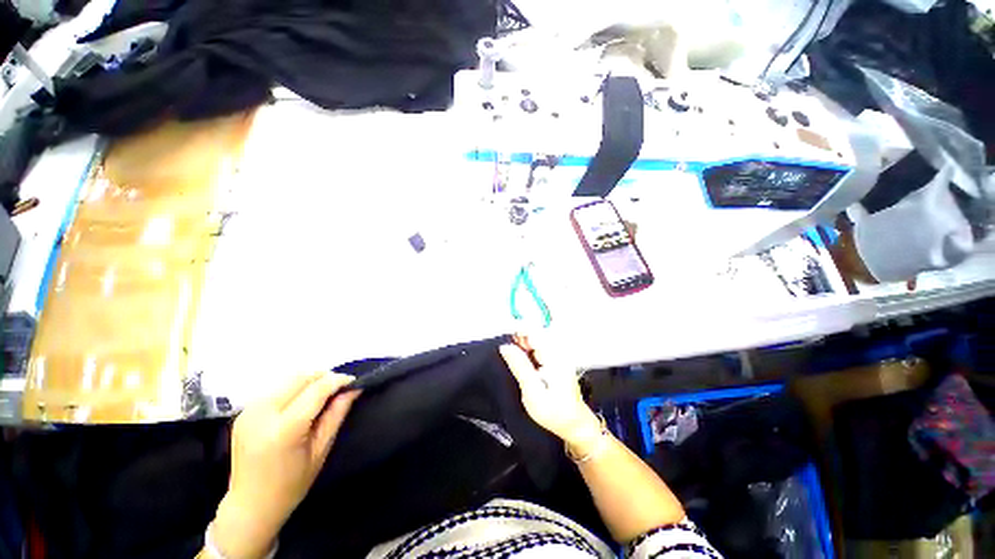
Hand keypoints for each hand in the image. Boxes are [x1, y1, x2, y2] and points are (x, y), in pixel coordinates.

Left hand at [212, 373, 360, 558]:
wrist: (249, 506)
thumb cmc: (291, 485)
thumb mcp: (320, 451)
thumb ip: (336, 415)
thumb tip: (353, 389)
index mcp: (283, 430)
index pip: (316, 390)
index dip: (338, 381)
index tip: (354, 381)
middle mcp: (262, 414)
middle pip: (300, 378)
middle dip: (324, 377)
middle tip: (339, 388)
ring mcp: (249, 411)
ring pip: (288, 379)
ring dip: (310, 380)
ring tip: (323, 394)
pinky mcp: (244, 412)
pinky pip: (276, 388)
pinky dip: (295, 388)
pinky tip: (302, 401)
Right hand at [499, 340, 600, 446]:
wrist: (574, 424)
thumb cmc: (555, 412)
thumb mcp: (532, 392)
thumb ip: (519, 367)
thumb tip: (505, 347)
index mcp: (553, 356)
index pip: (534, 332)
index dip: (518, 332)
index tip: (505, 341)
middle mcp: (557, 351)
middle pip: (534, 334)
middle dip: (518, 339)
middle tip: (507, 354)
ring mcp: (557, 355)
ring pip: (534, 340)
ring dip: (521, 346)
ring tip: (514, 360)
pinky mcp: (555, 360)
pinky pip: (538, 348)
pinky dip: (527, 352)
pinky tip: (522, 363)